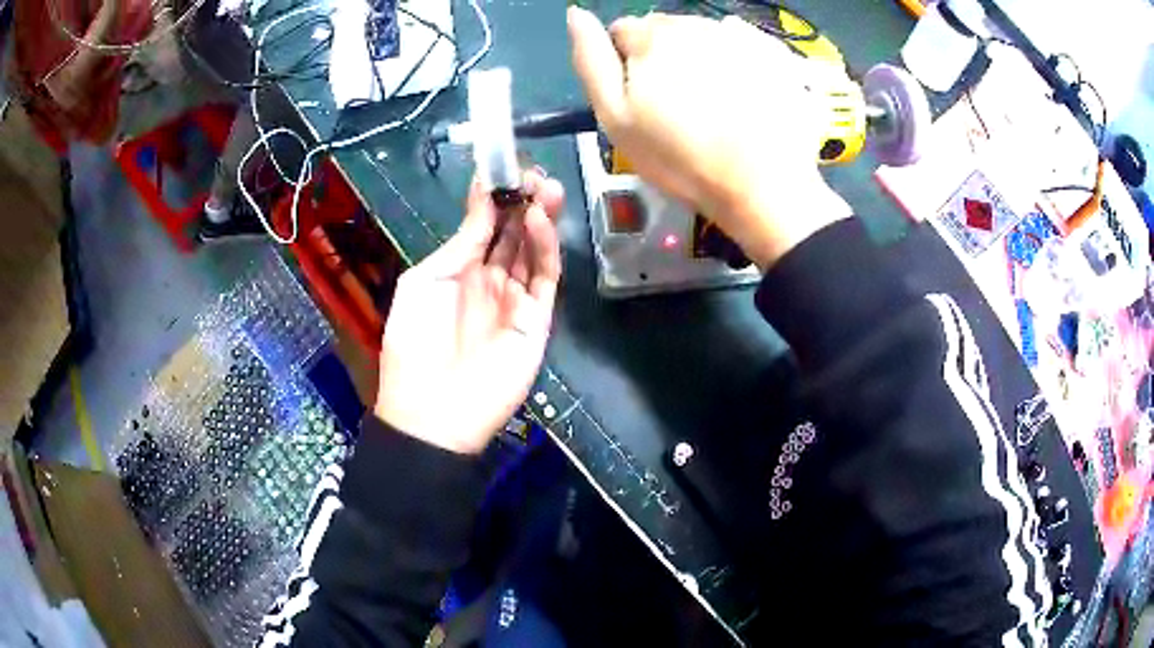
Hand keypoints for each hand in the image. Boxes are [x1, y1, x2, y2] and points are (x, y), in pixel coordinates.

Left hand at [374, 171, 564, 454]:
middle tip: (534, 173)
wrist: (432, 410)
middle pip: (512, 234)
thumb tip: (481, 203)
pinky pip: (544, 277)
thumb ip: (458, 245)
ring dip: (539, 217)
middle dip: (523, 201)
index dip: (494, 198)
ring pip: (533, 250)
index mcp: (458, 271)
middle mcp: (489, 280)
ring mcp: (515, 300)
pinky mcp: (536, 320)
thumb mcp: (423, 283)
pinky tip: (538, 221)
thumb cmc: (414, 343)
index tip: (503, 168)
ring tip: (546, 186)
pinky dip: (545, 247)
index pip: (483, 226)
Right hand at [567, 7, 851, 267]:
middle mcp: (696, 23)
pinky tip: (744, 96)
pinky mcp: (774, 53)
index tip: (641, 100)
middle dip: (663, 58)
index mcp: (652, 36)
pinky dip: (737, 63)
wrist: (764, 186)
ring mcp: (740, 35)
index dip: (624, 64)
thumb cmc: (682, 158)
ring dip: (700, 59)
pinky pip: (741, 46)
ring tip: (715, 105)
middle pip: (665, 30)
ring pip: (703, 37)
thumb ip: (591, 61)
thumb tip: (575, 15)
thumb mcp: (616, 117)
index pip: (622, 32)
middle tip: (679, 107)